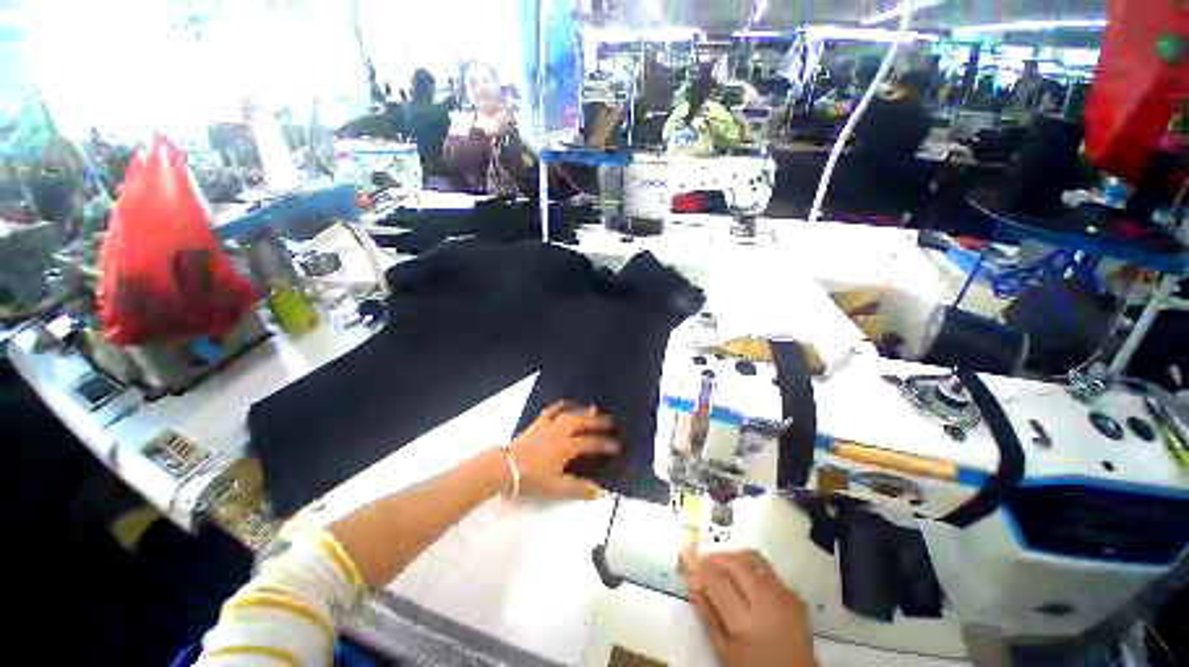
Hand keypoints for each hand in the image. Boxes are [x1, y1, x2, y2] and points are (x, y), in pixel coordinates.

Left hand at [506, 401, 619, 499]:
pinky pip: (551, 410)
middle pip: (583, 422)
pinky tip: (564, 405)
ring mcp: (548, 425)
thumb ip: (578, 489)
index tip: (618, 445)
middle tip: (611, 421)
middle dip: (598, 422)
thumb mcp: (556, 488)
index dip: (605, 444)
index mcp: (566, 446)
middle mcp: (560, 431)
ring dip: (582, 411)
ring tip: (593, 408)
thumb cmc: (531, 478)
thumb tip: (599, 492)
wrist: (504, 468)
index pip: (591, 443)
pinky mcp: (537, 423)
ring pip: (569, 413)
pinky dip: (560, 406)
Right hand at [683, 548, 815, 666]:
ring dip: (733, 556)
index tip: (689, 562)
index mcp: (746, 622)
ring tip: (720, 560)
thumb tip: (693, 581)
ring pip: (754, 559)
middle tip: (702, 556)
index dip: (701, 568)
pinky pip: (769, 570)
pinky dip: (751, 566)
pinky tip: (742, 573)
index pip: (718, 581)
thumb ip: (707, 614)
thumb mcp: (724, 650)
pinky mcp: (796, 596)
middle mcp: (768, 604)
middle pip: (737, 566)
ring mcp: (785, 597)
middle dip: (716, 557)